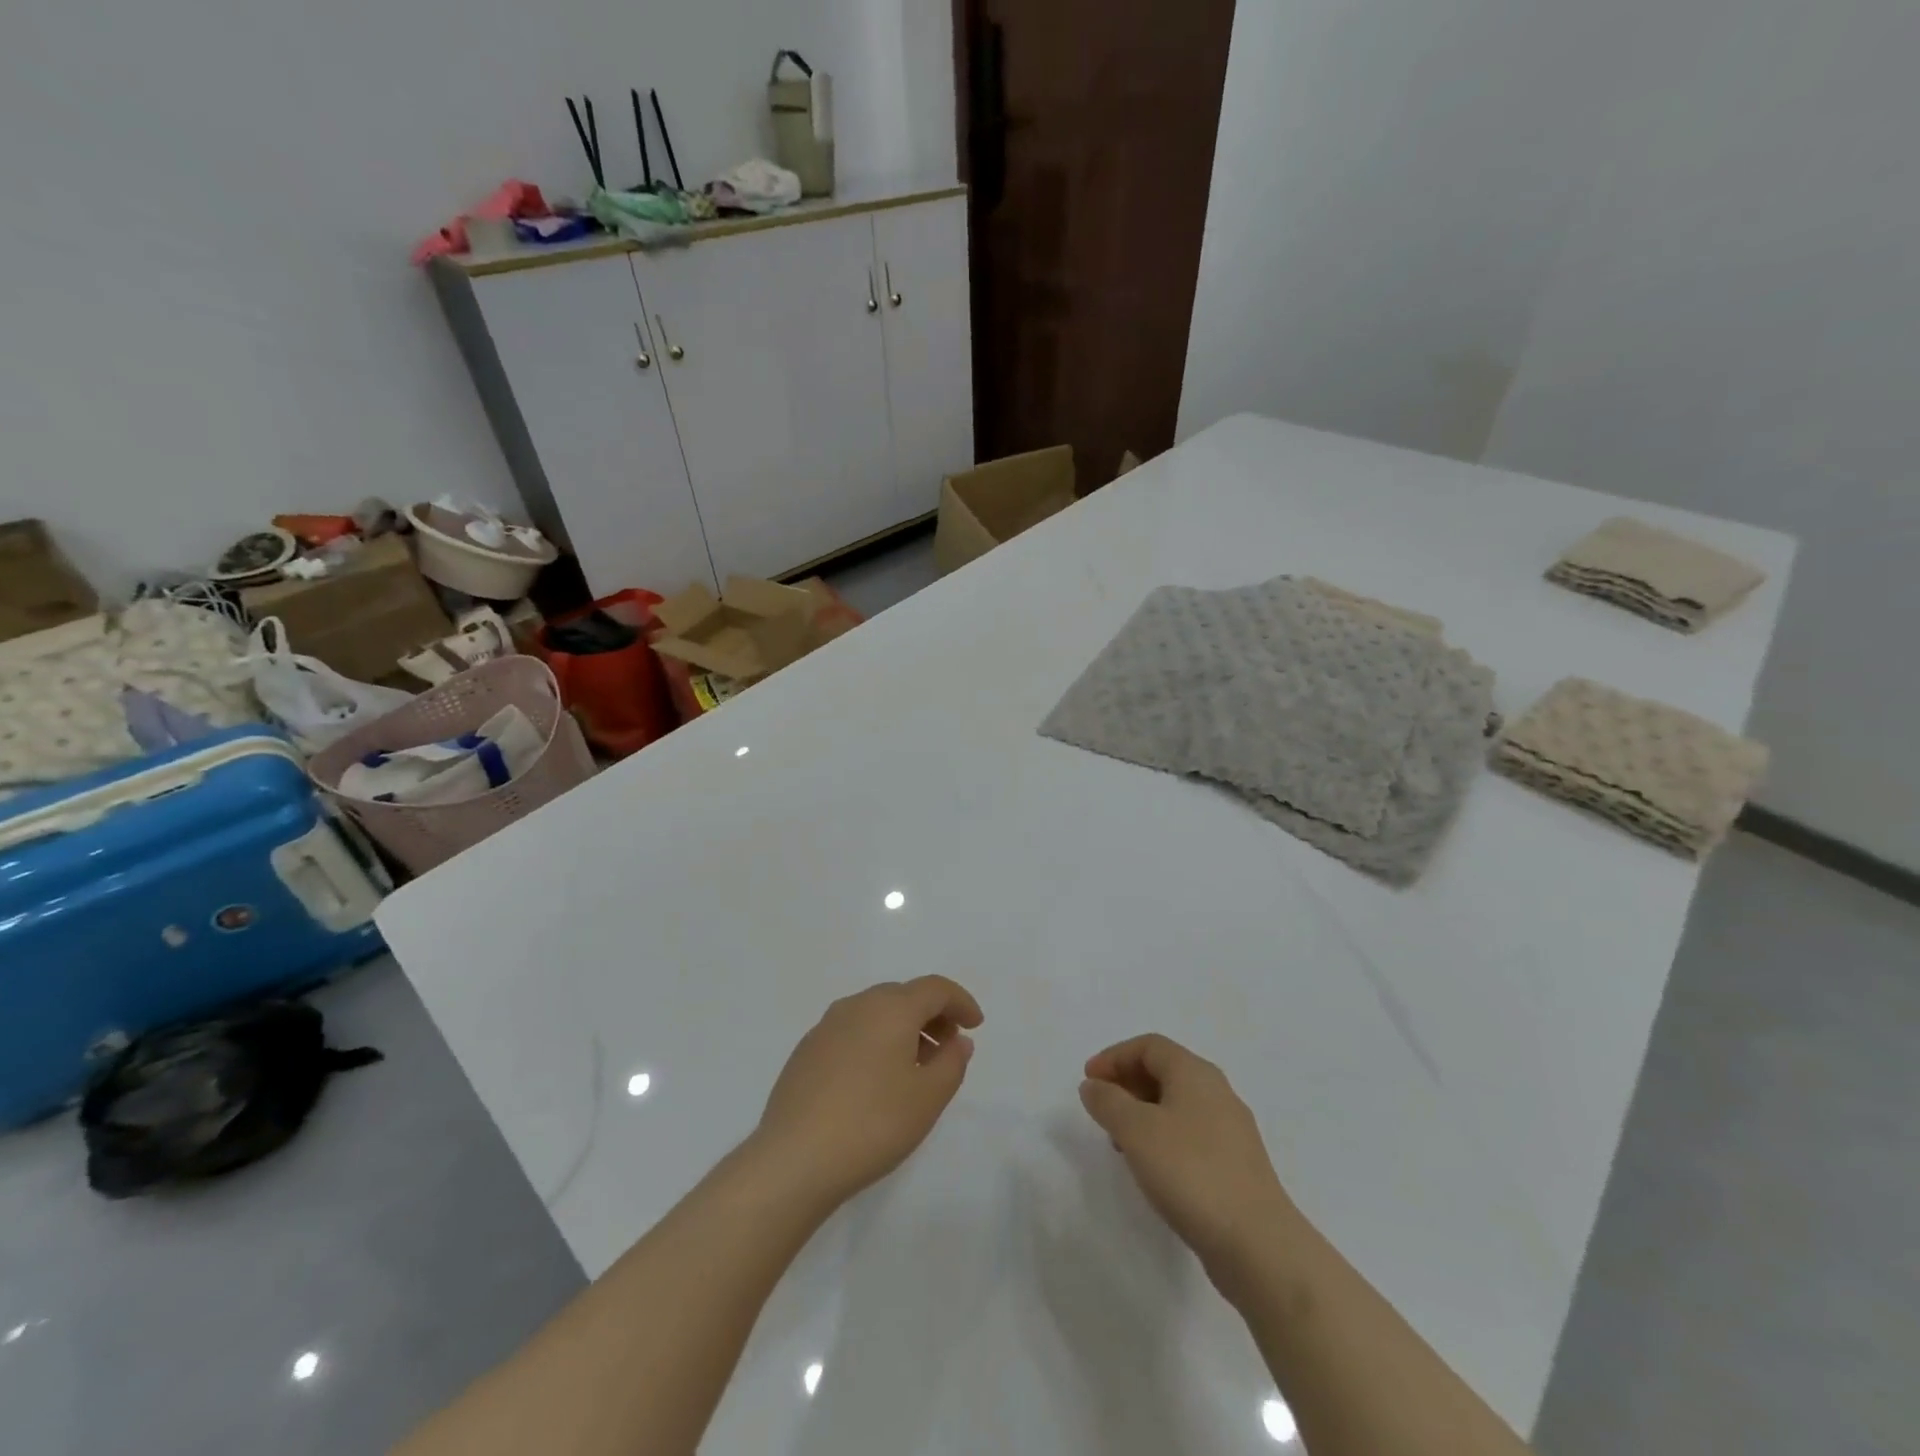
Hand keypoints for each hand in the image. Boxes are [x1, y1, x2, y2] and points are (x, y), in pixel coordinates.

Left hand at [751, 977, 982, 1211]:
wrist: (794, 1159)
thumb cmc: (873, 1123)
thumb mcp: (928, 1097)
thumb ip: (952, 1062)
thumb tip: (957, 1040)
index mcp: (890, 1008)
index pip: (935, 988)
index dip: (960, 1001)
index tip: (975, 1025)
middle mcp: (857, 1005)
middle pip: (904, 996)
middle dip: (932, 1015)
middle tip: (948, 1046)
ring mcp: (826, 1026)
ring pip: (875, 1013)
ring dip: (902, 1029)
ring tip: (915, 1067)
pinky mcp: (806, 1051)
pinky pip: (852, 1031)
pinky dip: (874, 1041)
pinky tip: (876, 1080)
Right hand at [1079, 1034, 1300, 1289]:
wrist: (1258, 1245)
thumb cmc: (1191, 1173)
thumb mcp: (1136, 1131)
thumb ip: (1108, 1102)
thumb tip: (1094, 1086)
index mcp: (1195, 1073)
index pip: (1149, 1046)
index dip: (1114, 1057)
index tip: (1088, 1081)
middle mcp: (1217, 1092)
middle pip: (1165, 1071)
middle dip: (1127, 1083)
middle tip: (1100, 1108)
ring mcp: (1231, 1130)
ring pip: (1177, 1104)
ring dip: (1142, 1113)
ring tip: (1120, 1142)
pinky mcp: (1236, 1165)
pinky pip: (1190, 1134)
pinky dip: (1163, 1138)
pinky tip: (1152, 1168)